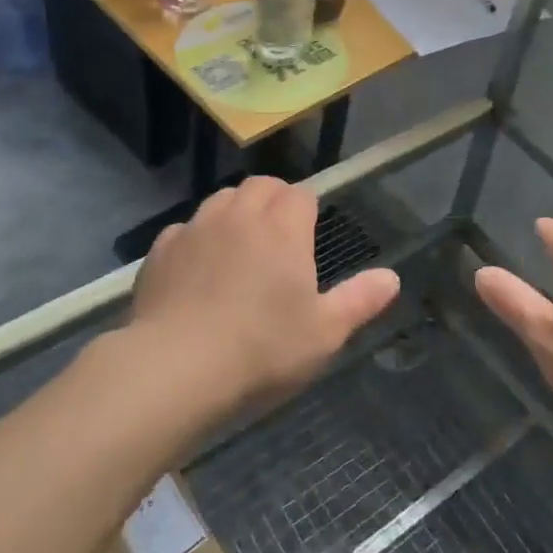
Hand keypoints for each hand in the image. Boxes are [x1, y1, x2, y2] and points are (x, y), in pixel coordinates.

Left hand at [127, 177, 400, 421]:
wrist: (176, 367)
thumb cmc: (262, 349)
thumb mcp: (324, 332)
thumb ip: (359, 300)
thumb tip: (391, 277)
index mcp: (282, 228)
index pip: (300, 194)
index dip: (307, 207)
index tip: (310, 230)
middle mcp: (239, 215)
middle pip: (260, 186)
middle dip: (273, 198)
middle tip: (279, 232)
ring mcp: (196, 229)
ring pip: (221, 199)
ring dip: (235, 211)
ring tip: (240, 244)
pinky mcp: (160, 250)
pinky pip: (184, 229)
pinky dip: (196, 238)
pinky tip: (197, 268)